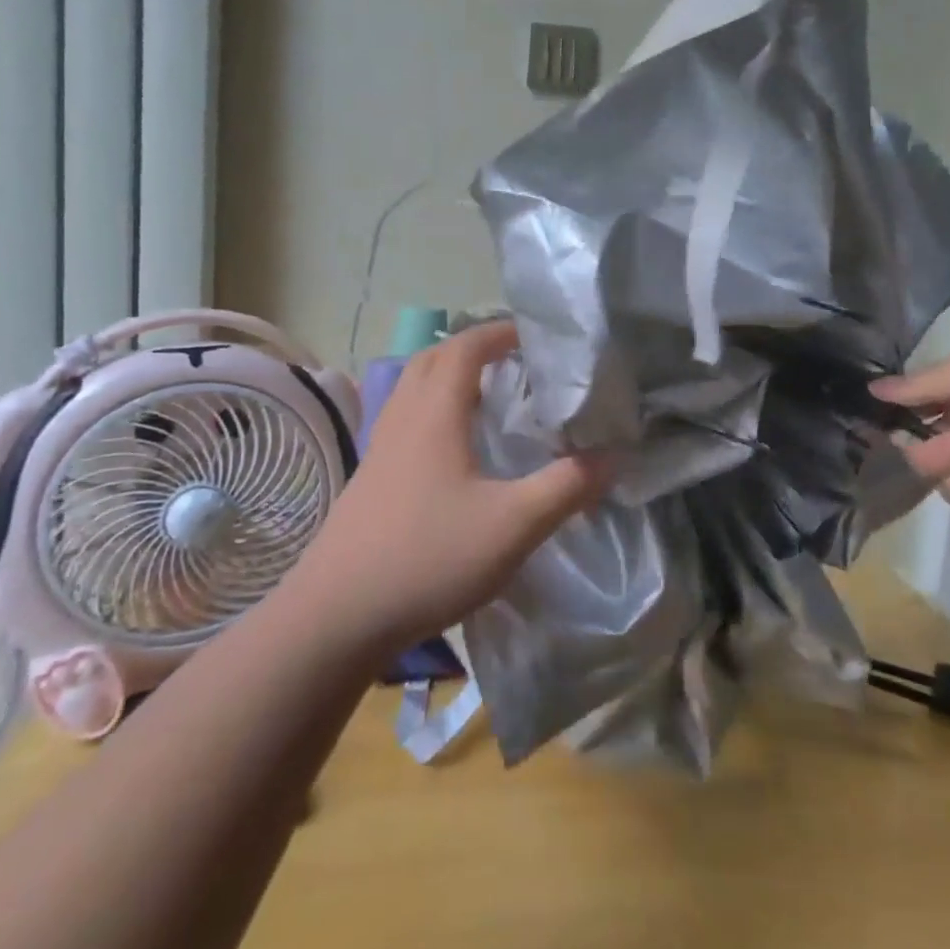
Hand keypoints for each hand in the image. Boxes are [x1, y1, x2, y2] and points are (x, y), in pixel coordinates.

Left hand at [288, 321, 609, 653]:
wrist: (336, 616)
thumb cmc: (428, 557)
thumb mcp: (514, 525)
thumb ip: (567, 487)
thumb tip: (613, 455)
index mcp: (434, 414)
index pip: (465, 347)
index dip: (499, 332)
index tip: (534, 336)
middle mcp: (402, 419)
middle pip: (432, 359)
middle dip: (473, 349)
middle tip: (514, 362)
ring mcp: (380, 449)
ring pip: (413, 390)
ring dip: (448, 378)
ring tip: (488, 397)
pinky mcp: (370, 479)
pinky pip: (404, 421)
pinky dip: (432, 411)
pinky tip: (453, 451)